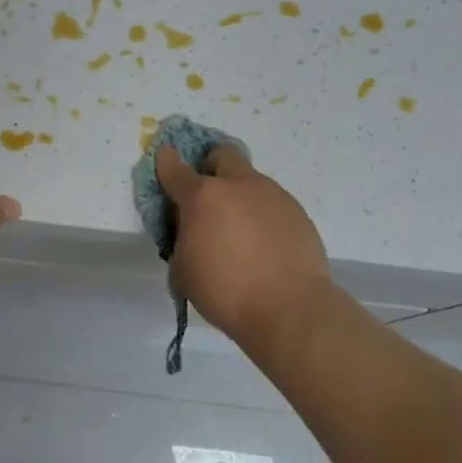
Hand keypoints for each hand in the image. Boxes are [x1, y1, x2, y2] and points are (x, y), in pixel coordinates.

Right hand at [155, 143, 330, 346]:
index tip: (165, 158)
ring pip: (251, 180)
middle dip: (211, 166)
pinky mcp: (297, 211)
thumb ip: (182, 241)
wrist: (289, 307)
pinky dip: (263, 217)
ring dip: (240, 196)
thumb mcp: (184, 271)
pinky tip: (265, 246)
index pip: (175, 169)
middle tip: (209, 195)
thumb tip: (191, 232)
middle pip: (222, 154)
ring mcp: (272, 195)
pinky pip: (272, 204)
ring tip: (241, 233)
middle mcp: (239, 185)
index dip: (166, 162)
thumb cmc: (226, 291)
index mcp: (203, 197)